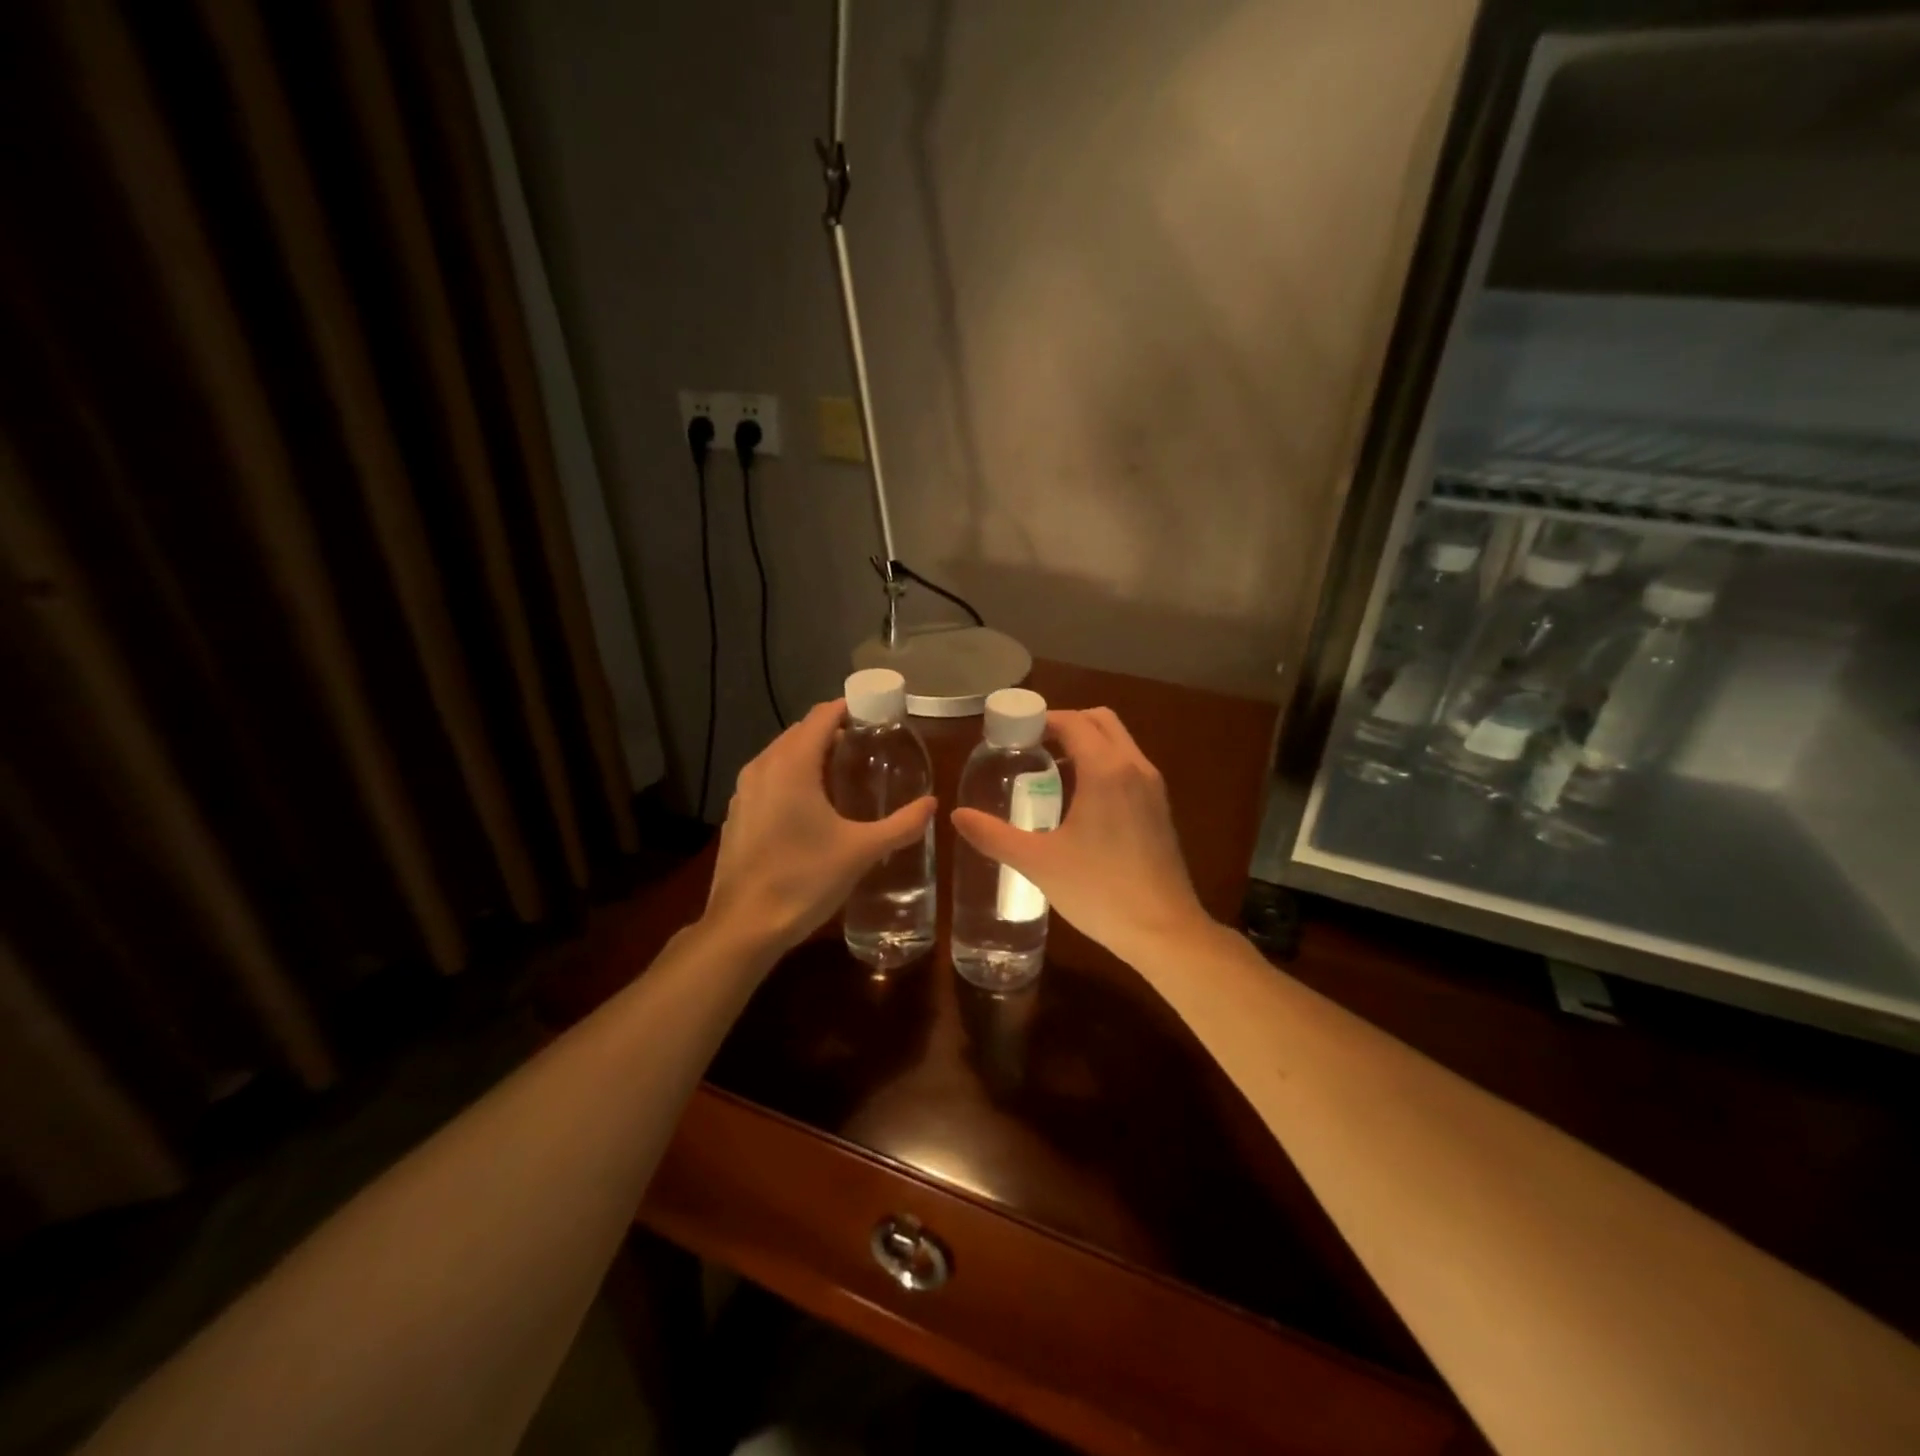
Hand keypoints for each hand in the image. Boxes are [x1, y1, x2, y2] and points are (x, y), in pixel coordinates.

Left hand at [704, 700, 935, 957]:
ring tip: (843, 769)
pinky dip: (791, 775)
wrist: (743, 926)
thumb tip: (932, 804)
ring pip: (781, 755)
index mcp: (792, 765)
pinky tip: (811, 804)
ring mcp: (744, 791)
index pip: (821, 716)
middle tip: (867, 743)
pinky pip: (768, 778)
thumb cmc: (803, 880)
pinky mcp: (738, 814)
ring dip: (810, 753)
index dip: (848, 708)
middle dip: (832, 731)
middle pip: (800, 732)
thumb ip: (900, 825)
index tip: (876, 713)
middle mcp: (763, 767)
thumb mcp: (860, 852)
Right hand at [951, 707, 1209, 961]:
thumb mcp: (1039, 862)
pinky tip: (1080, 799)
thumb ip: (994, 835)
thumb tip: (957, 816)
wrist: (1164, 931)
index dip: (1041, 719)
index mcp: (1106, 770)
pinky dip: (1104, 763)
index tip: (1012, 733)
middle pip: (1101, 721)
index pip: (1073, 722)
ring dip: (1087, 742)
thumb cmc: (1100, 890)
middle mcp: (1135, 767)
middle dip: (1066, 723)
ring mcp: (1153, 788)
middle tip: (1031, 745)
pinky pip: (1129, 766)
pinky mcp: (1160, 809)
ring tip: (1050, 769)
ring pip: (1119, 742)